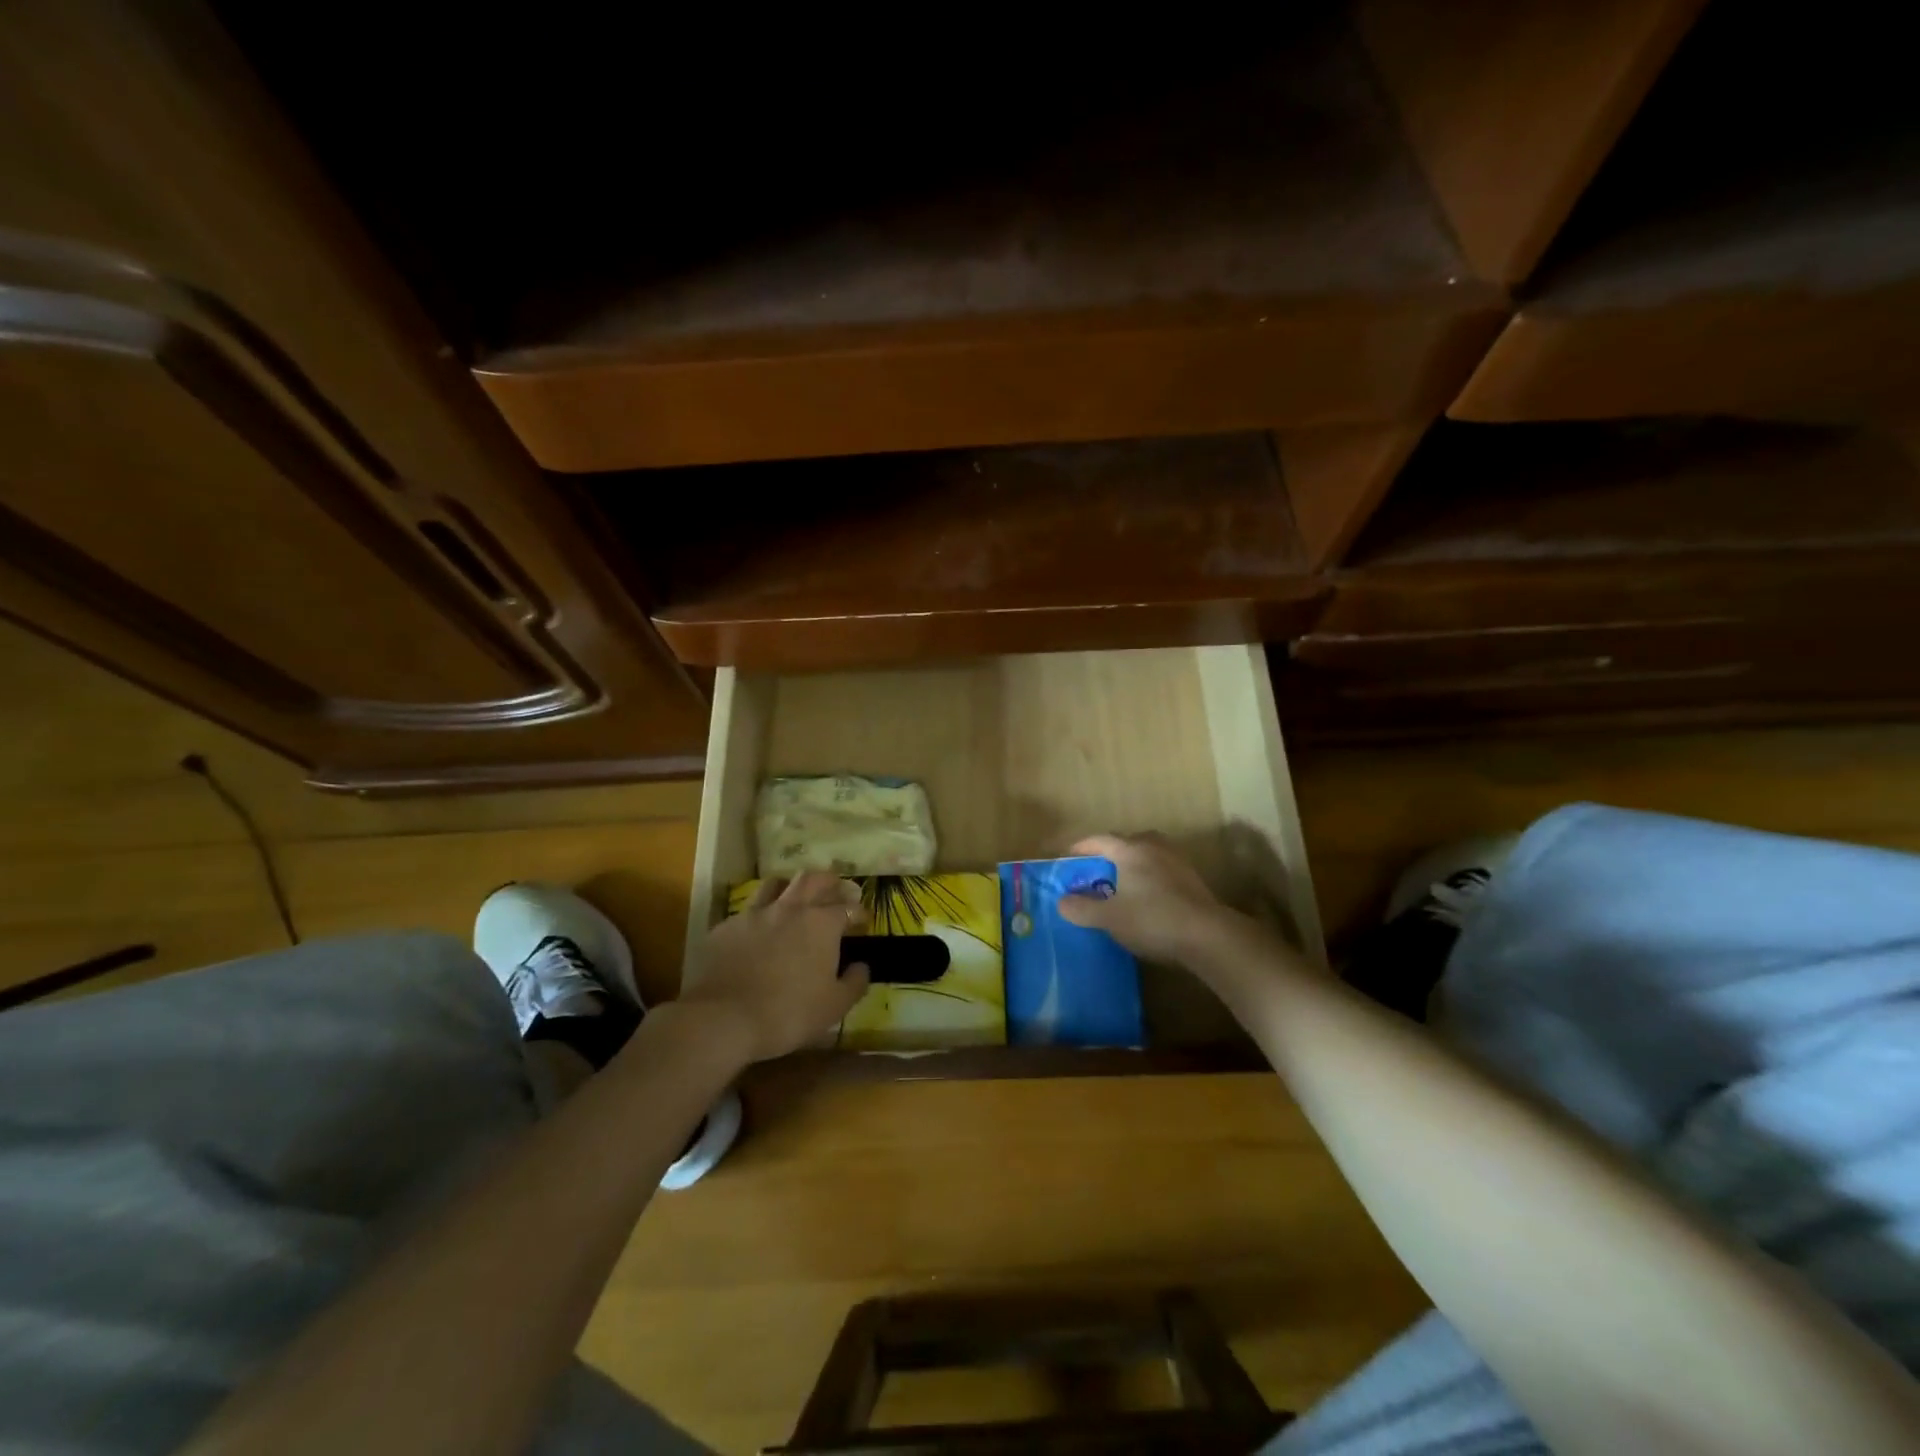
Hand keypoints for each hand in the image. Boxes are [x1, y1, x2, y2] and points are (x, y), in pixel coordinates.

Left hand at [681, 873, 871, 1061]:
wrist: (724, 1018)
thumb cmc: (789, 1013)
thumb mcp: (834, 1006)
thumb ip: (854, 982)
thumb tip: (862, 966)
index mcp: (821, 923)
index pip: (848, 907)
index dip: (858, 912)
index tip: (862, 921)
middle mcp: (790, 909)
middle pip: (813, 879)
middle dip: (829, 881)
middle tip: (835, 891)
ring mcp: (755, 914)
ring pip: (776, 883)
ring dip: (790, 887)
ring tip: (795, 899)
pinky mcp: (726, 927)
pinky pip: (747, 911)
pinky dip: (759, 915)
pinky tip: (758, 931)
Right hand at [1057, 833, 1239, 966]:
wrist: (1207, 936)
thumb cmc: (1152, 919)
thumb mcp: (1108, 917)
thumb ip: (1082, 908)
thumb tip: (1062, 901)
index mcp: (1130, 850)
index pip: (1100, 840)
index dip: (1082, 847)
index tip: (1068, 856)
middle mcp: (1154, 847)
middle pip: (1127, 841)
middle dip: (1109, 852)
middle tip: (1096, 869)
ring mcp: (1177, 861)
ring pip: (1148, 854)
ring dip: (1133, 863)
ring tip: (1122, 882)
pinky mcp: (1193, 879)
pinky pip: (1163, 869)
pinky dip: (1150, 877)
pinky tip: (1147, 897)